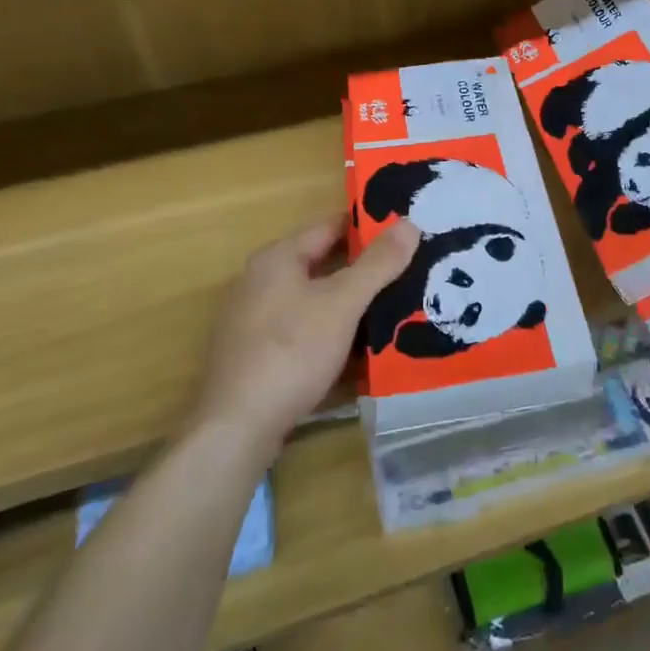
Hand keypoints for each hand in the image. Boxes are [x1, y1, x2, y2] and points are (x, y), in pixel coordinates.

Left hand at [198, 218, 419, 460]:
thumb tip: (410, 223)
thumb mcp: (342, 303)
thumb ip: (378, 264)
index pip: (331, 227)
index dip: (369, 228)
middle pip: (323, 266)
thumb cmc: (291, 351)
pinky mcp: (258, 355)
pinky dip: (334, 334)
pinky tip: (363, 350)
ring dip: (351, 306)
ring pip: (316, 302)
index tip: (407, 232)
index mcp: (277, 258)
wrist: (237, 427)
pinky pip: (305, 333)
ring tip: (398, 309)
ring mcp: (256, 321)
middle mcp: (260, 281)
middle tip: (412, 271)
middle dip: (365, 271)